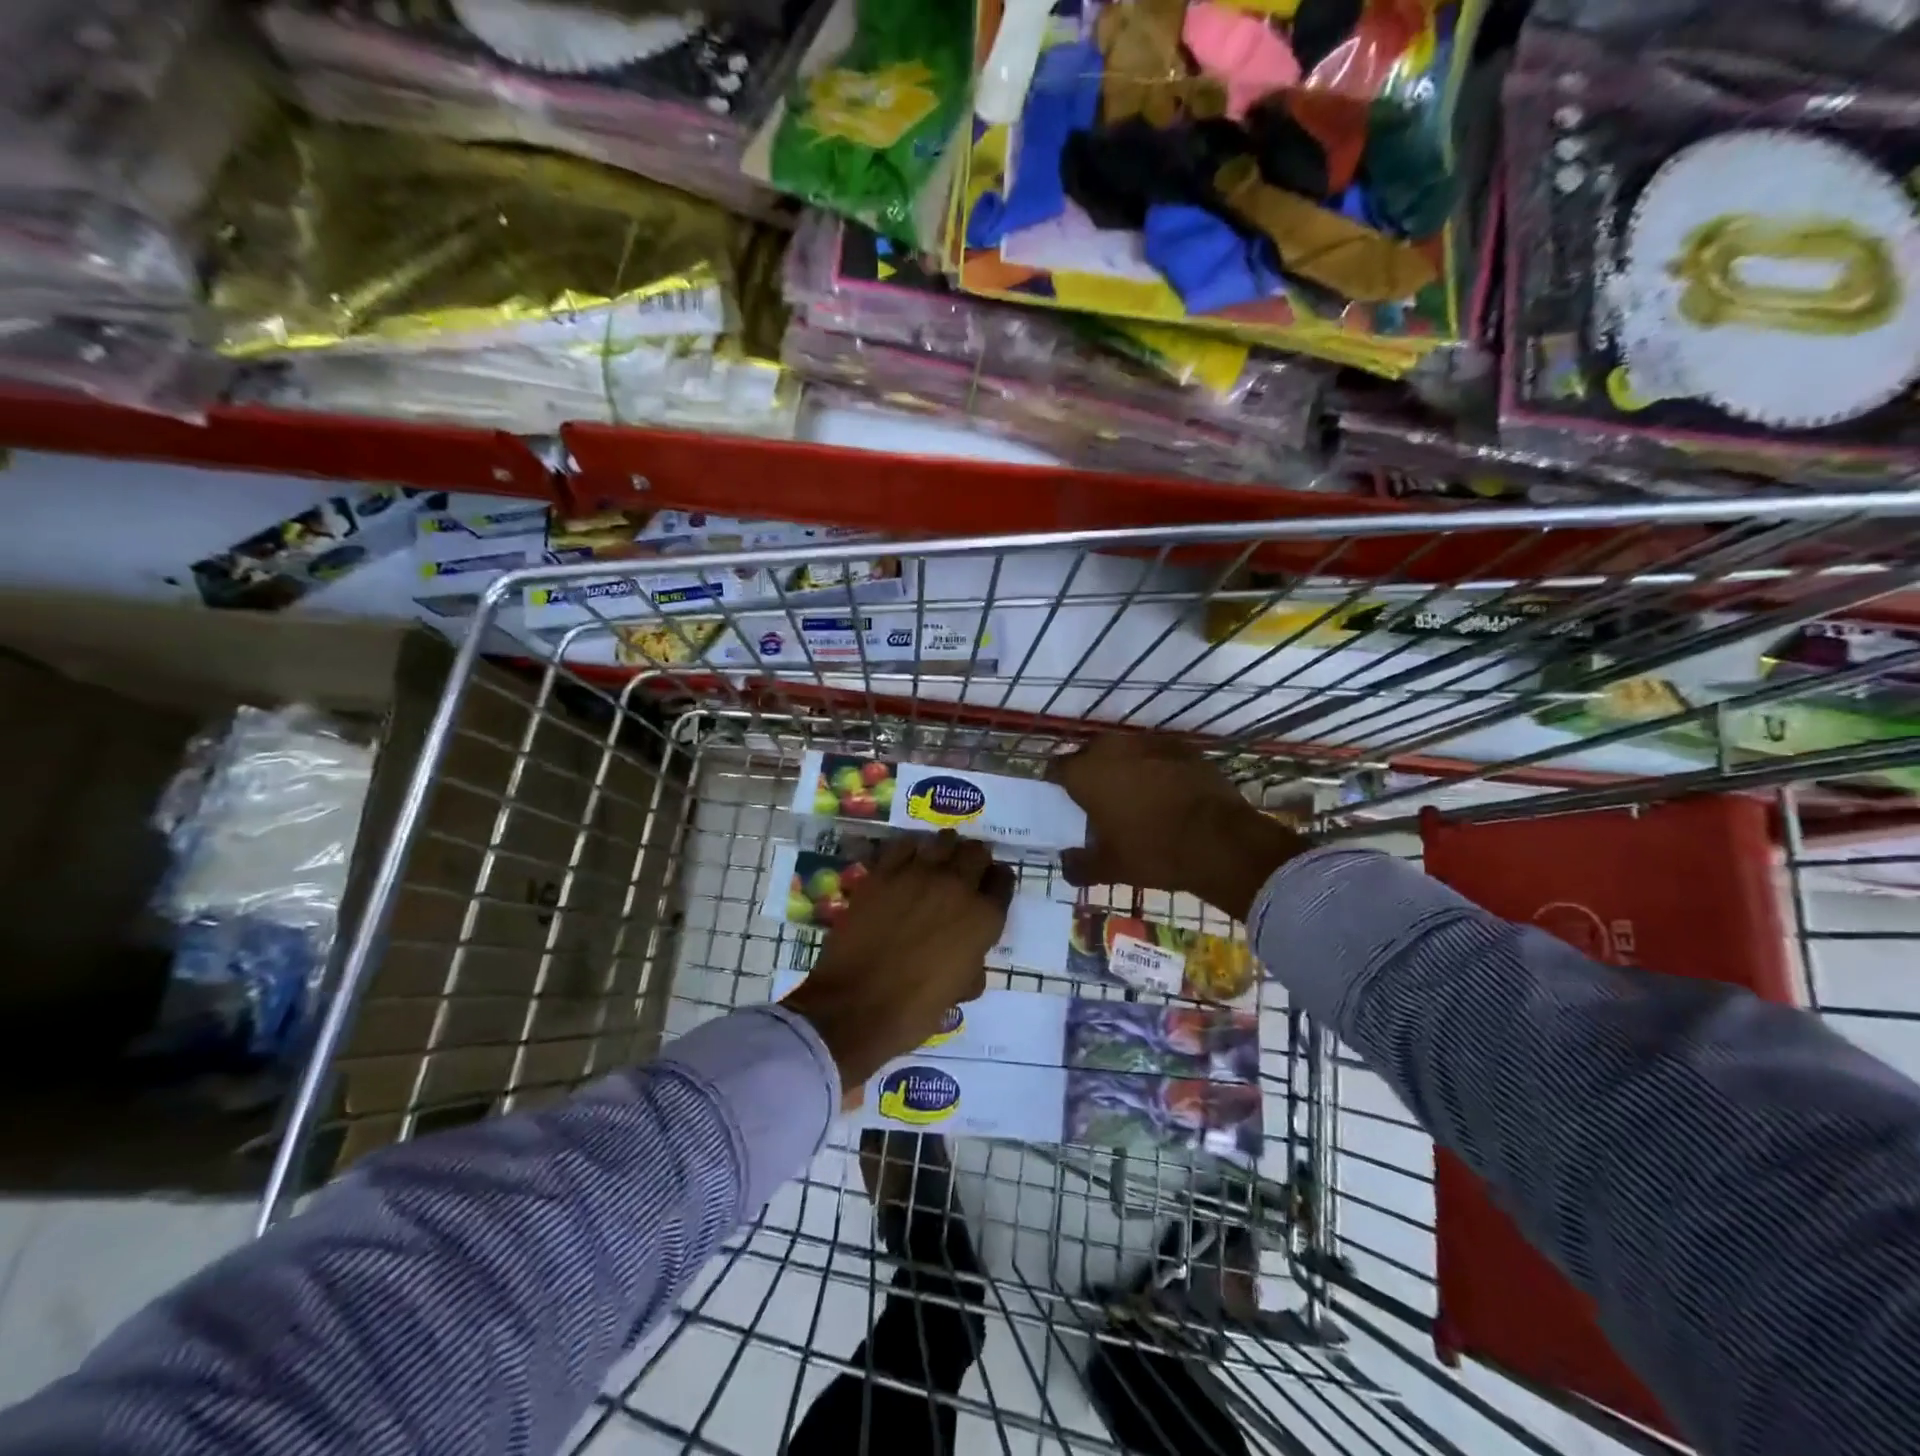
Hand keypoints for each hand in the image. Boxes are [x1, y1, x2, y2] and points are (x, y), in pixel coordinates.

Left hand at [781, 831, 1013, 1101]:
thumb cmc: (914, 1010)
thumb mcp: (959, 991)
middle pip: (976, 852)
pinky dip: (910, 850)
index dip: (997, 882)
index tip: (989, 887)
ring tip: (937, 861)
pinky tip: (906, 862)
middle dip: (975, 859)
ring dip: (945, 849)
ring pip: (943, 842)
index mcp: (983, 918)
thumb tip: (968, 954)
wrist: (855, 1007)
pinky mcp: (883, 873)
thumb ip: (972, 962)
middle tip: (965, 870)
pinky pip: (903, 845)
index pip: (1003, 880)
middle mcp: (957, 886)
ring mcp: (918, 874)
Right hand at [1046, 734, 1303, 920]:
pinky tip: (1166, 791)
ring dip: (1124, 767)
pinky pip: (1157, 753)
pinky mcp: (1182, 746)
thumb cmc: (1154, 852)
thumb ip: (1079, 865)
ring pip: (1125, 750)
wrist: (1221, 841)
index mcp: (1086, 773)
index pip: (1057, 769)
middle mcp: (1112, 748)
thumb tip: (1066, 863)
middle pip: (1090, 754)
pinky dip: (1155, 767)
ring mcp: (1149, 742)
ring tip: (1134, 795)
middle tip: (1099, 801)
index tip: (1065, 801)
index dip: (1059, 784)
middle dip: (1091, 772)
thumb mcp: (1110, 869)